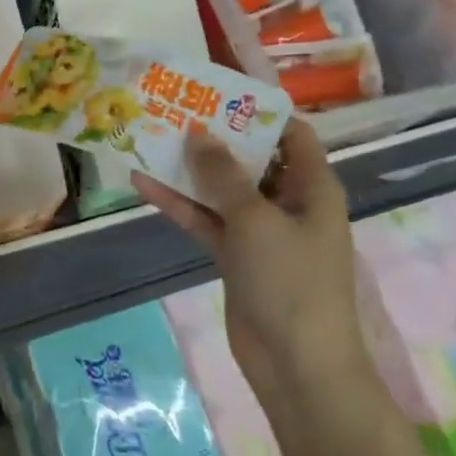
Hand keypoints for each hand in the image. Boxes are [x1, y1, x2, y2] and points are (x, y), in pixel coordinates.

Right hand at [134, 119, 364, 391]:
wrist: (296, 364)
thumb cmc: (290, 281)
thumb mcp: (256, 219)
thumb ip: (224, 175)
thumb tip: (199, 133)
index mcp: (312, 187)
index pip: (292, 134)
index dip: (258, 110)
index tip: (216, 91)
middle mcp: (288, 202)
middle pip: (250, 158)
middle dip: (213, 136)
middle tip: (172, 108)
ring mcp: (259, 230)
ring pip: (220, 189)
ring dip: (188, 169)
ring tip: (149, 137)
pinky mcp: (235, 255)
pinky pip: (205, 219)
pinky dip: (178, 204)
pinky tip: (142, 182)